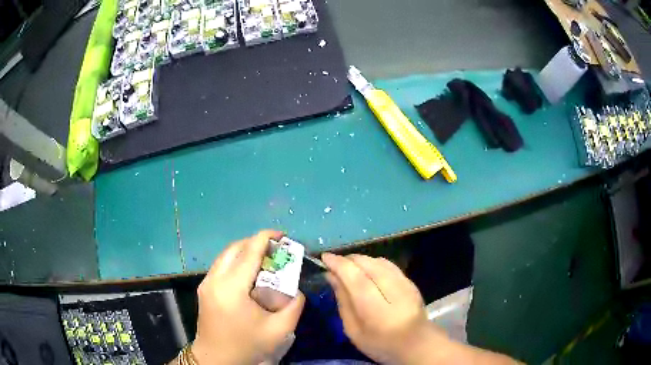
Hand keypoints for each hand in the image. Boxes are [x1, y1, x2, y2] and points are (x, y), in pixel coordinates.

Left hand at [191, 231, 304, 364]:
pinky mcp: (204, 288)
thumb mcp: (279, 330)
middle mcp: (215, 279)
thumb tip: (297, 288)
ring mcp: (206, 282)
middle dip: (256, 242)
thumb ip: (294, 306)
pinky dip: (236, 261)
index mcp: (232, 289)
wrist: (216, 358)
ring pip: (226, 254)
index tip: (283, 235)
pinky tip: (249, 273)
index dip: (266, 238)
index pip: (249, 252)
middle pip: (235, 248)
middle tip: (276, 249)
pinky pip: (221, 265)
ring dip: (245, 250)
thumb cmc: (247, 345)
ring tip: (265, 258)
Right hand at [322, 253, 440, 363]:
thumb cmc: (380, 343)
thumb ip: (343, 301)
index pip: (354, 275)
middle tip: (334, 265)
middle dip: (348, 259)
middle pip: (367, 263)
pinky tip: (368, 271)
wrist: (416, 343)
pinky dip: (374, 263)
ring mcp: (404, 282)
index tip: (324, 258)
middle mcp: (391, 288)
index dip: (338, 263)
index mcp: (374, 306)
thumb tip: (332, 277)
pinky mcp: (410, 281)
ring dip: (361, 260)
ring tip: (349, 268)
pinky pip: (388, 264)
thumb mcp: (353, 330)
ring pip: (378, 260)